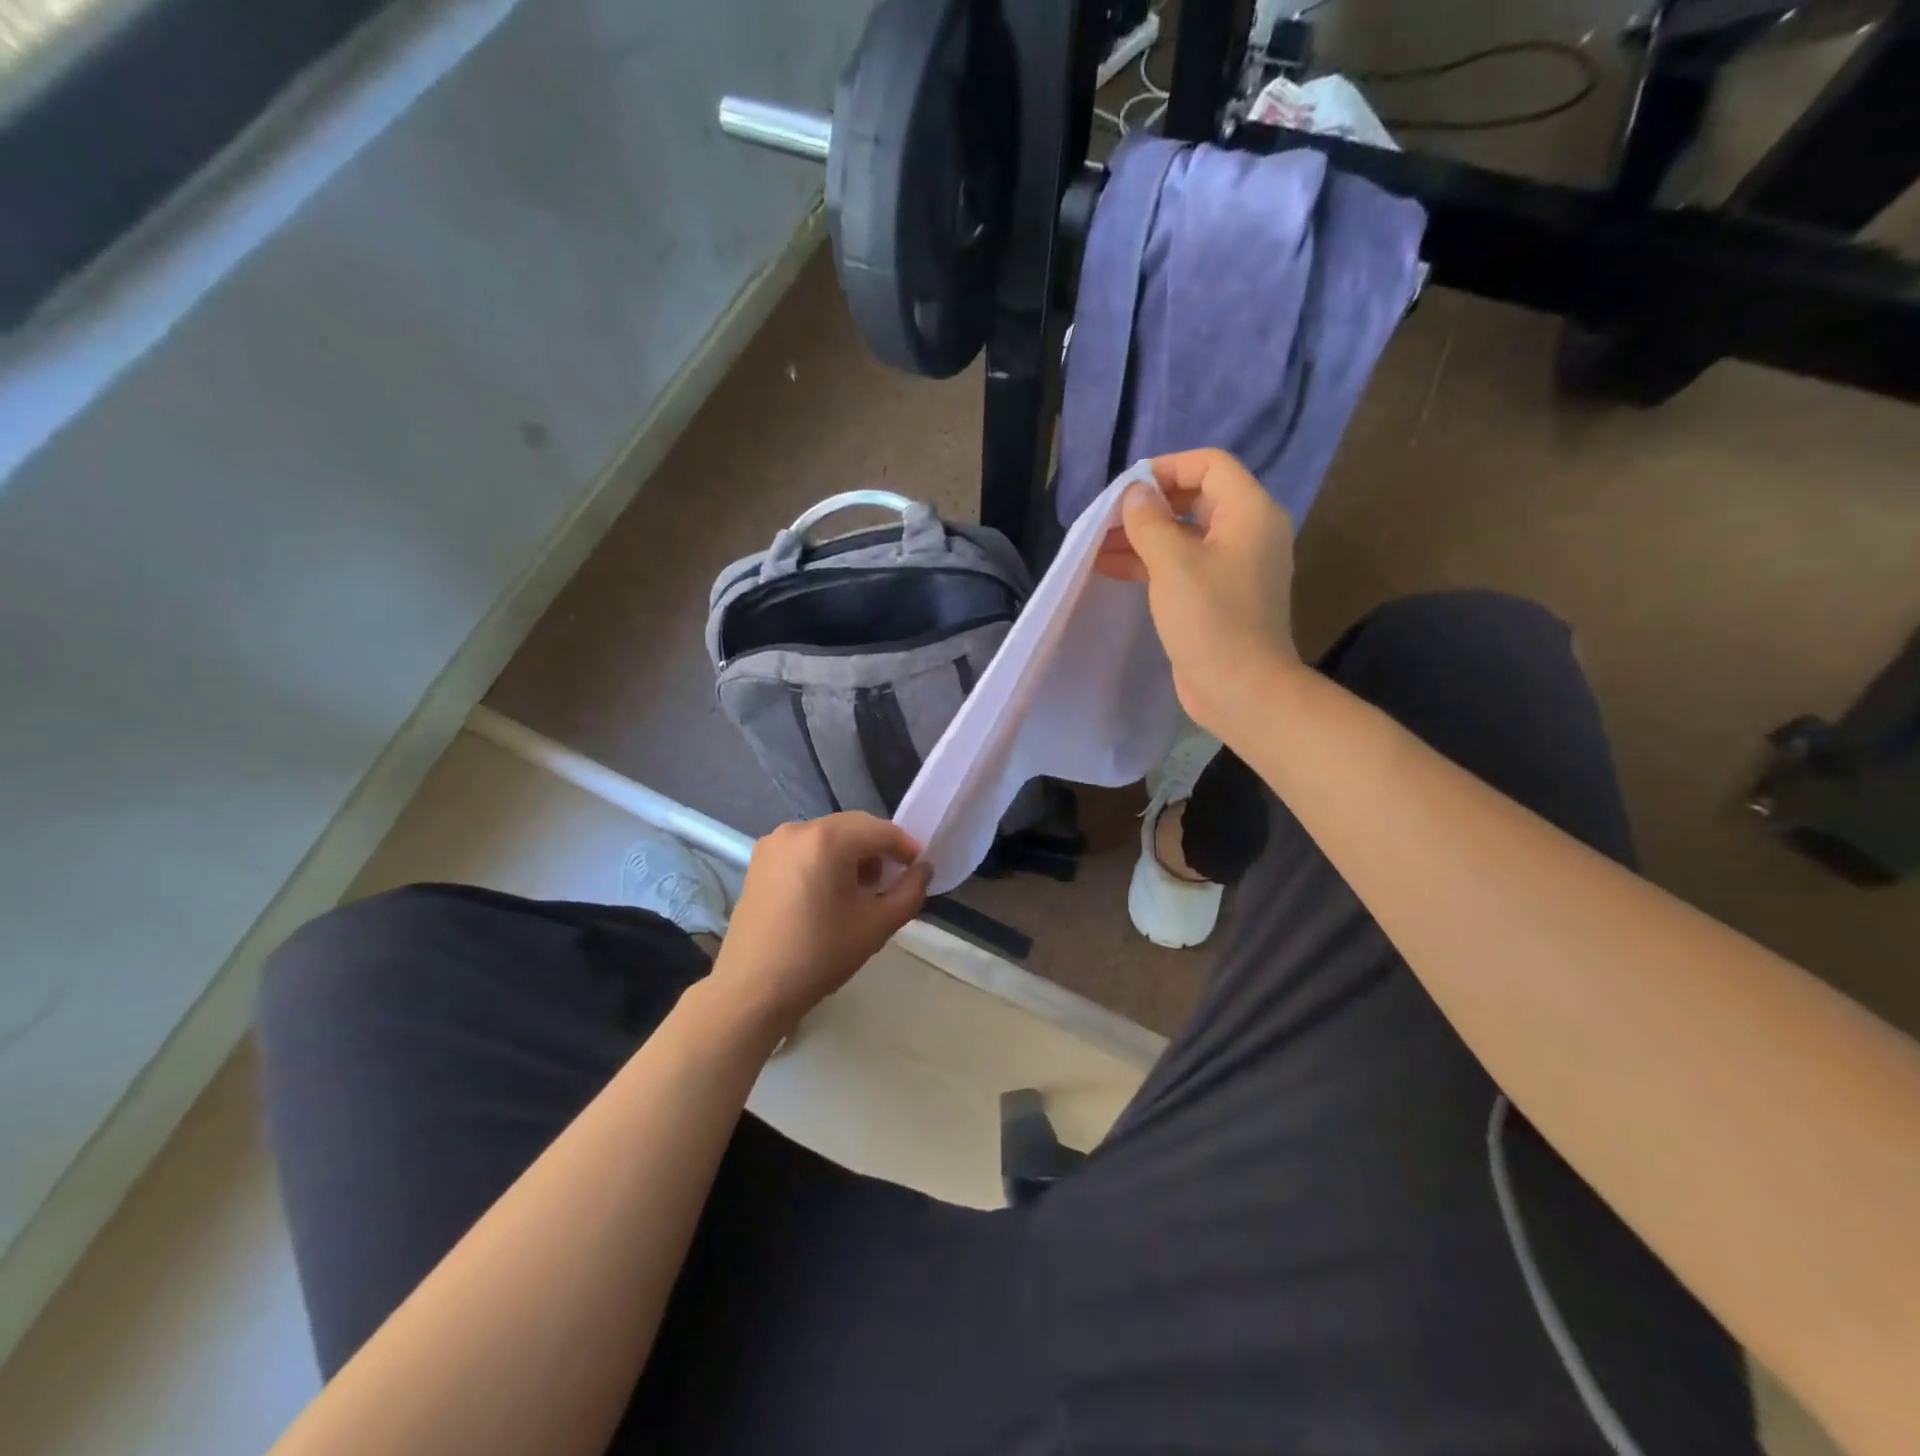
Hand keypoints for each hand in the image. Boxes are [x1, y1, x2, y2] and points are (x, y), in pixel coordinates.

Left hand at [710, 814, 931, 1033]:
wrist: (753, 989)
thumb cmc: (820, 955)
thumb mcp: (878, 925)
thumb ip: (910, 891)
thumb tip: (923, 868)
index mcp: (828, 839)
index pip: (881, 831)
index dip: (906, 847)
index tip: (918, 869)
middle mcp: (798, 829)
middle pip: (853, 827)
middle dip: (877, 849)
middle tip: (890, 882)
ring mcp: (774, 842)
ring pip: (828, 836)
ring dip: (850, 854)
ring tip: (858, 891)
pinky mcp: (759, 859)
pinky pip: (804, 847)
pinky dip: (824, 859)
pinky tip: (826, 893)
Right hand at [1095, 448, 1302, 736]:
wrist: (1241, 689)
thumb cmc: (1211, 619)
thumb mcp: (1173, 563)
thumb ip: (1149, 522)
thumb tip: (1134, 494)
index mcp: (1249, 512)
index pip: (1210, 464)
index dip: (1167, 468)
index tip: (1127, 489)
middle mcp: (1246, 532)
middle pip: (1194, 498)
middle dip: (1147, 506)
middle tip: (1105, 520)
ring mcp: (1232, 567)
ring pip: (1183, 535)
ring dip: (1141, 536)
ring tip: (1096, 545)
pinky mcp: (1216, 596)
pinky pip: (1181, 566)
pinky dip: (1149, 563)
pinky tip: (1110, 568)